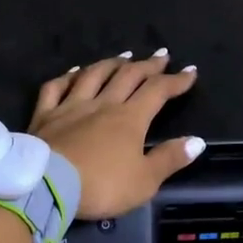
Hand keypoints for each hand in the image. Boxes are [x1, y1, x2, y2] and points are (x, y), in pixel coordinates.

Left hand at [29, 51, 203, 219]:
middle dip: (148, 65)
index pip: (158, 91)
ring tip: (123, 57)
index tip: (190, 72)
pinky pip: (56, 87)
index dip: (176, 80)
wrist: (47, 186)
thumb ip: (169, 159)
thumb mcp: (144, 181)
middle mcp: (103, 104)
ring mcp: (71, 106)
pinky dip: (67, 76)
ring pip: (94, 75)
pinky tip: (75, 72)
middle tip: (161, 55)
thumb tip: (197, 141)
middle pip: (128, 76)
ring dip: (111, 63)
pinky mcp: (45, 115)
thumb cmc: (101, 186)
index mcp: (130, 118)